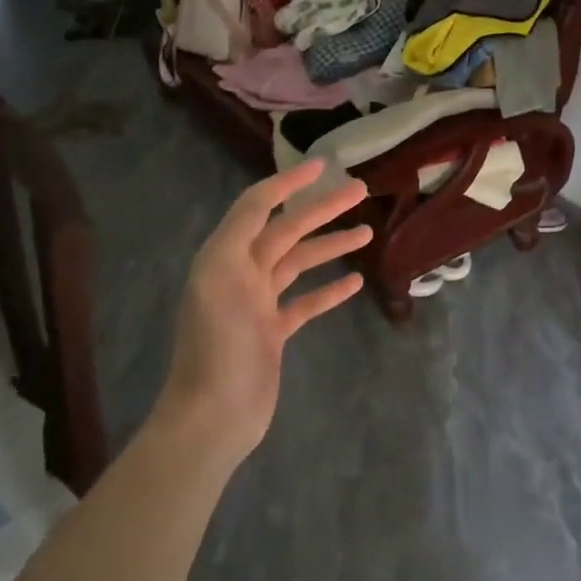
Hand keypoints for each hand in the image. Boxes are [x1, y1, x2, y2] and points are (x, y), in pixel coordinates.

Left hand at [160, 161, 371, 462]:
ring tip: (367, 231)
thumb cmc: (218, 345)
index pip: (257, 205)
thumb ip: (240, 233)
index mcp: (225, 256)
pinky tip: (354, 281)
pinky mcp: (273, 332)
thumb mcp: (219, 277)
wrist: (213, 415)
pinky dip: (328, 289)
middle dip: (321, 208)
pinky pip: (305, 301)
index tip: (322, 164)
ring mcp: (258, 304)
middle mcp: (240, 273)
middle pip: (287, 230)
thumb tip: (266, 198)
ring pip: (299, 262)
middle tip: (360, 190)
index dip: (287, 182)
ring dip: (331, 245)